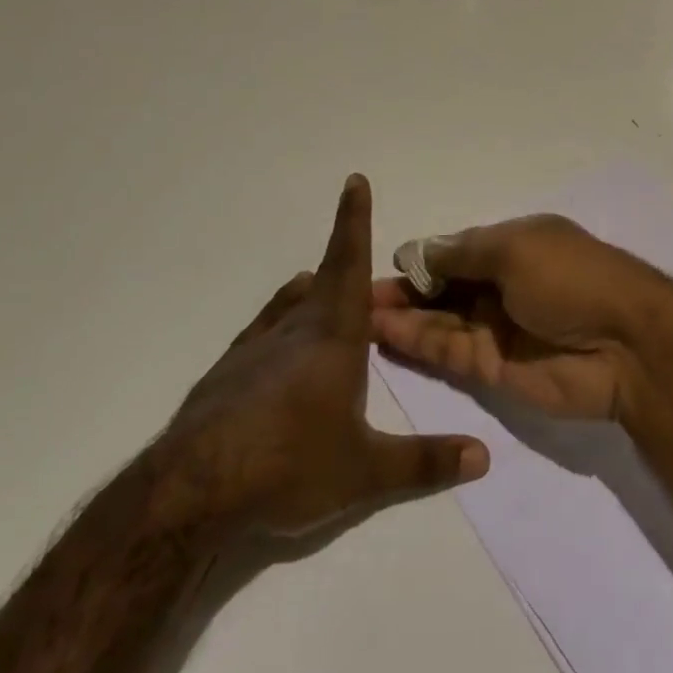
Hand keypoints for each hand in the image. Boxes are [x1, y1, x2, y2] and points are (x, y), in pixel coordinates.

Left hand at [151, 175, 488, 537]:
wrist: (189, 493)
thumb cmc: (289, 466)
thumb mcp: (364, 471)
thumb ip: (425, 462)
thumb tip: (483, 457)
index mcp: (332, 334)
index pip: (348, 262)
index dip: (354, 219)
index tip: (354, 180)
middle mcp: (294, 327)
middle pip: (324, 279)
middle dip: (346, 262)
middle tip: (365, 273)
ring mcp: (254, 347)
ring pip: (291, 303)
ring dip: (313, 293)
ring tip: (325, 298)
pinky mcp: (226, 372)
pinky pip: (264, 332)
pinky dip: (283, 326)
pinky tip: (281, 357)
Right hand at [370, 214, 672, 420]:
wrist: (625, 345)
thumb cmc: (571, 277)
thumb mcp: (515, 248)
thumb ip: (461, 254)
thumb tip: (417, 250)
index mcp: (512, 246)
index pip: (454, 253)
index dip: (419, 261)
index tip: (378, 266)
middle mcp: (501, 286)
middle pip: (442, 289)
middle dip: (403, 291)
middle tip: (353, 298)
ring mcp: (496, 329)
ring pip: (439, 321)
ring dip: (401, 318)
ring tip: (356, 317)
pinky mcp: (493, 369)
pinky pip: (447, 352)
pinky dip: (417, 343)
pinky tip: (383, 334)